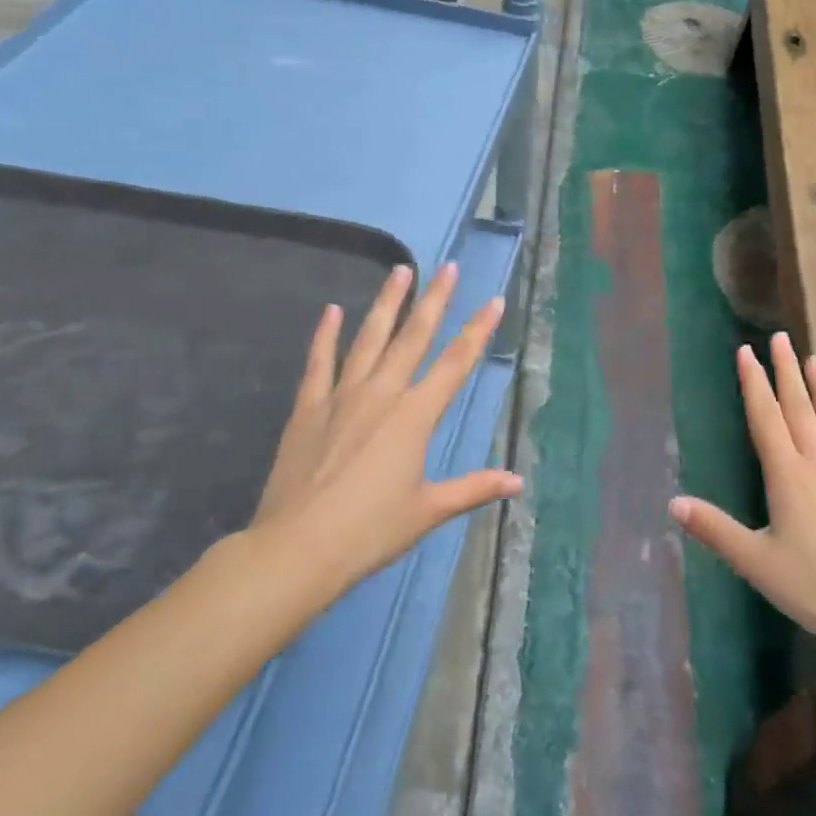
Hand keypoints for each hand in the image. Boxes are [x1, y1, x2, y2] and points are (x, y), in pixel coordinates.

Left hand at [244, 263, 520, 612]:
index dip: (478, 331)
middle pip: (414, 336)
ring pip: (370, 338)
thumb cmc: (370, 530)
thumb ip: (473, 488)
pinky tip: (332, 310)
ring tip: (400, 270)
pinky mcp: (309, 407)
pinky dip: (326, 334)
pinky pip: (319, 362)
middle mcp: (383, 394)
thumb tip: (518, 482)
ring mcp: (342, 396)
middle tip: (449, 267)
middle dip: (435, 299)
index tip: (494, 301)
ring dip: (387, 303)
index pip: (456, 363)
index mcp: (416, 416)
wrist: (297, 548)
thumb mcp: (429, 510)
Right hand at [669, 332, 815, 655]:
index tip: (747, 352)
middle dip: (787, 371)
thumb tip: (673, 502)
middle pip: (800, 408)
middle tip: (781, 338)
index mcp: (787, 475)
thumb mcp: (753, 560)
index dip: (754, 383)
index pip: (766, 418)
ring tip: (815, 360)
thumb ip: (714, 529)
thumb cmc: (809, 585)